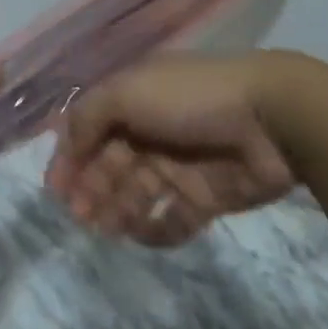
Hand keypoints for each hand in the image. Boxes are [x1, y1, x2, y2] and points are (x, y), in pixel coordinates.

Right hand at [43, 53, 295, 245]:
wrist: (272, 119)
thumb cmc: (190, 98)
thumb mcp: (127, 92)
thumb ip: (88, 117)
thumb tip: (65, 146)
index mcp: (130, 100)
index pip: (89, 129)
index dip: (69, 157)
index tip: (55, 189)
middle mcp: (149, 131)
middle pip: (109, 164)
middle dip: (90, 188)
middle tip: (79, 216)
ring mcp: (177, 164)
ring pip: (135, 193)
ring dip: (115, 210)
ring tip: (103, 230)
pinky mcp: (205, 196)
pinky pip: (172, 218)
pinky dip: (154, 229)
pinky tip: (139, 236)